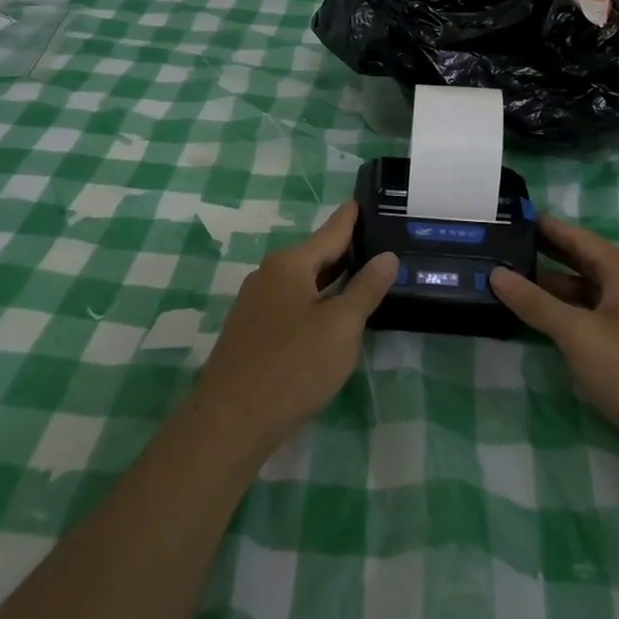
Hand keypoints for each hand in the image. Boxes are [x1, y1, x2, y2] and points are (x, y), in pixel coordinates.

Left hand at [195, 203, 397, 450]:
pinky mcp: (252, 330)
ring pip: (303, 281)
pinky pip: (292, 303)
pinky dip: (316, 300)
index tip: (365, 199)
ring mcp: (256, 303)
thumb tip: (387, 257)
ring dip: (332, 278)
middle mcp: (268, 274)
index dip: (351, 217)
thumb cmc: (294, 365)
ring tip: (364, 274)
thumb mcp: (341, 326)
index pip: (330, 231)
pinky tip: (332, 314)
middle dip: (346, 249)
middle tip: (380, 241)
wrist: (232, 419)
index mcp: (290, 264)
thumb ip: (366, 289)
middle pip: (315, 254)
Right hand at [490, 215, 618, 472]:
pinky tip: (538, 320)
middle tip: (500, 247)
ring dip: (550, 288)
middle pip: (580, 262)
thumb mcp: (579, 334)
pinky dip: (564, 314)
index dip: (545, 226)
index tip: (510, 216)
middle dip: (543, 254)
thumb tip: (496, 273)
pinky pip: (590, 318)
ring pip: (583, 293)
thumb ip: (536, 303)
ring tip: (508, 281)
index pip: (577, 237)